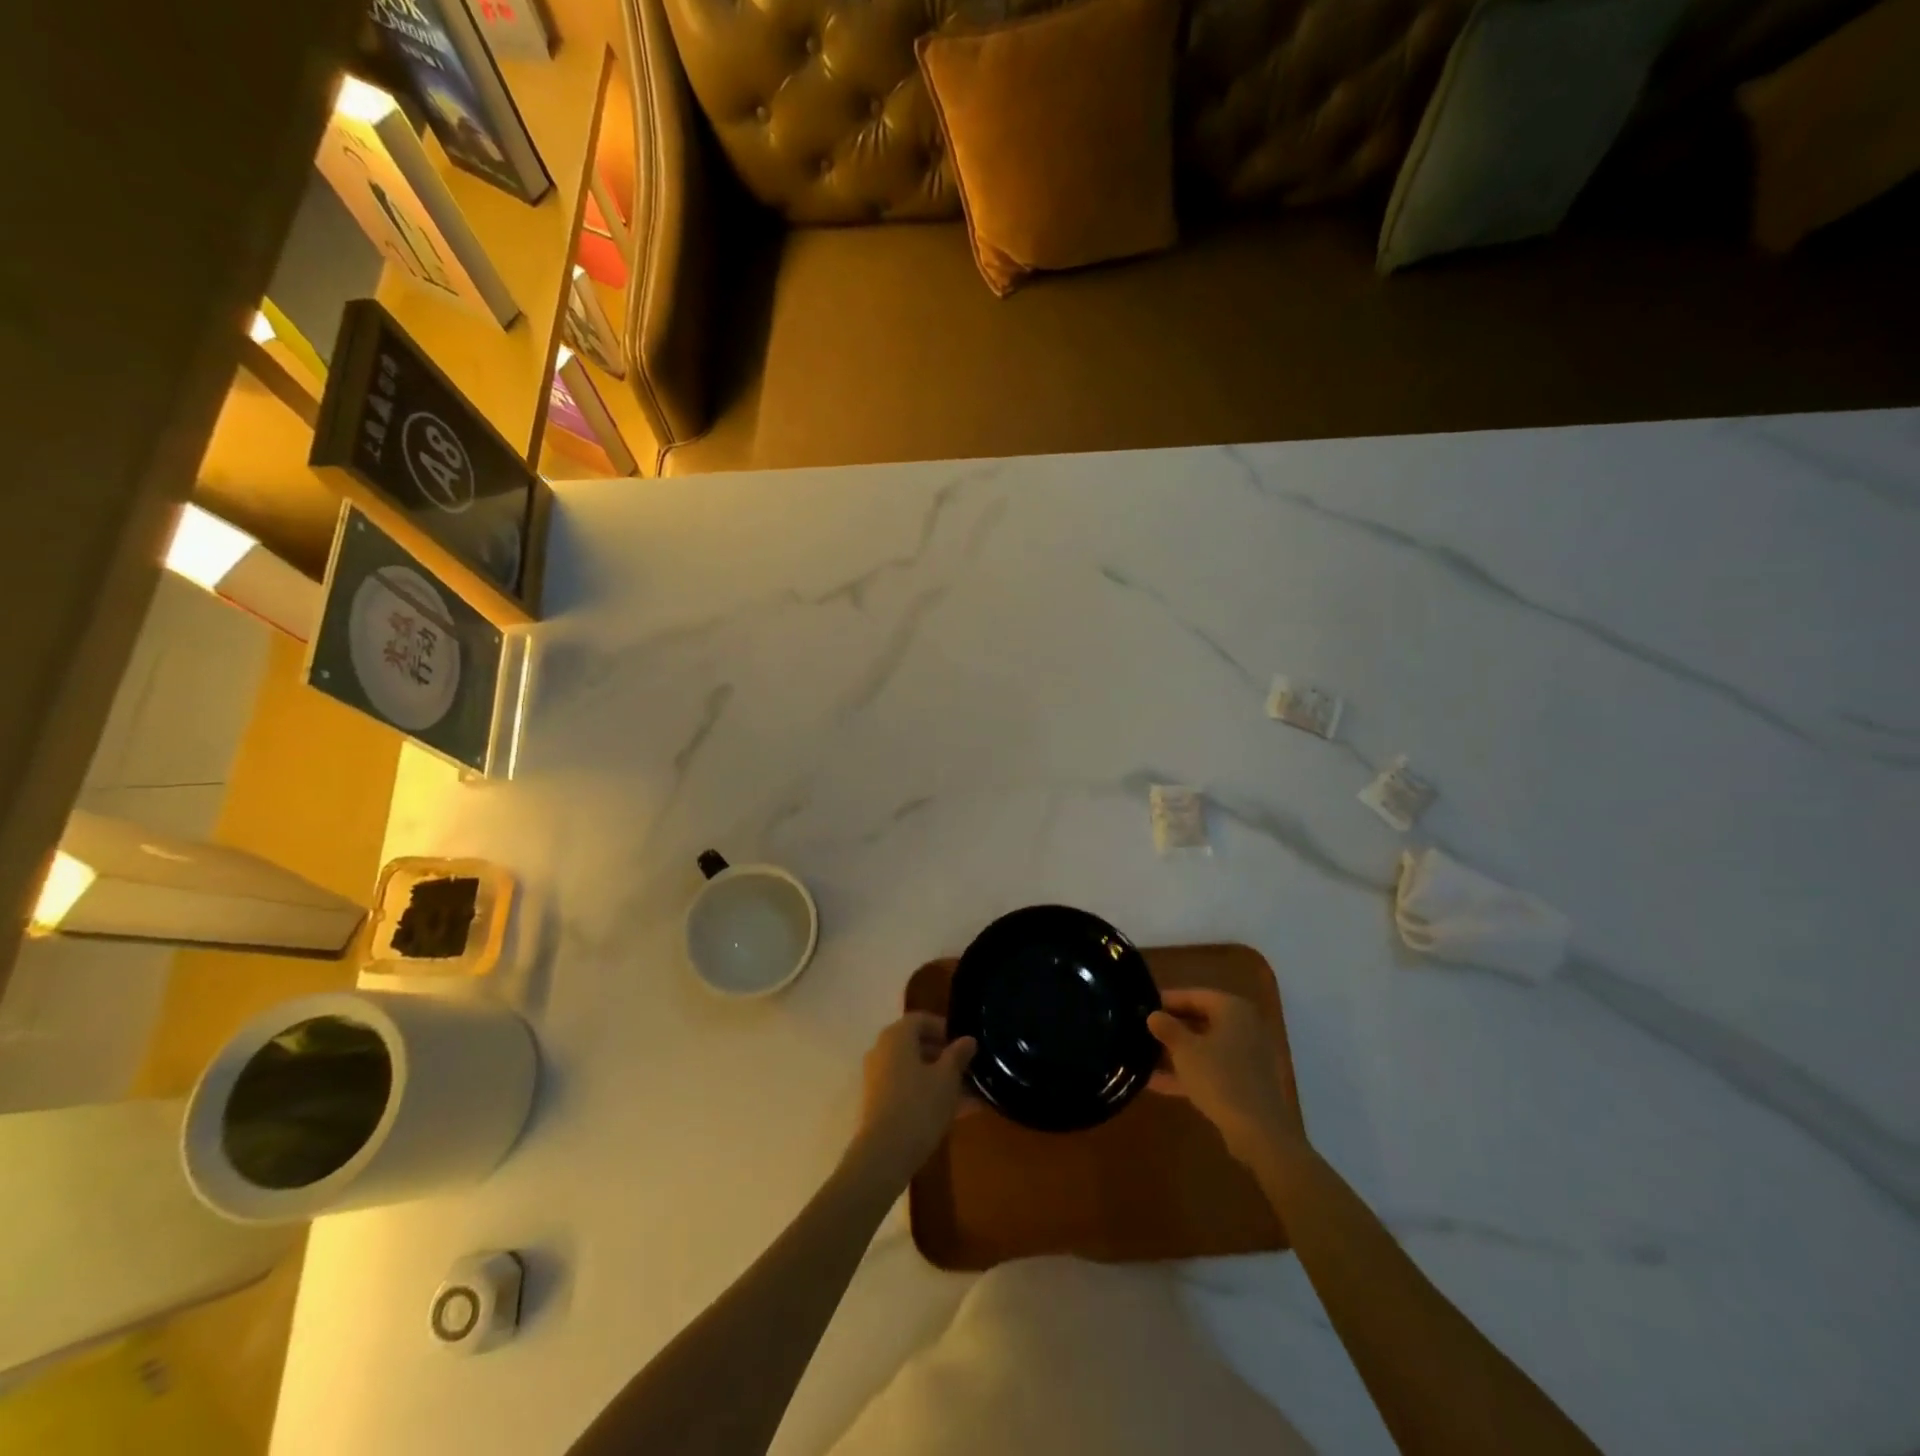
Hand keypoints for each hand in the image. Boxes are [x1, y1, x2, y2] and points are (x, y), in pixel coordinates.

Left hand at [848, 1013, 977, 1185]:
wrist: (884, 1156)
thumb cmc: (919, 1106)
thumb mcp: (947, 1078)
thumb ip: (958, 1055)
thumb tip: (968, 1039)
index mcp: (896, 1036)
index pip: (920, 1019)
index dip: (943, 1028)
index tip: (964, 1044)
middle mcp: (882, 1051)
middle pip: (916, 1045)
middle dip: (944, 1056)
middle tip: (969, 1070)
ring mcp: (878, 1079)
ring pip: (914, 1071)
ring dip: (940, 1079)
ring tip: (970, 1095)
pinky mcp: (878, 1104)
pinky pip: (908, 1090)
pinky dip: (929, 1095)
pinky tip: (956, 1113)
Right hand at [1149, 989, 1305, 1165]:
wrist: (1259, 1131)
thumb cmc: (1219, 1077)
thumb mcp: (1184, 1050)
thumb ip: (1167, 1028)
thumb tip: (1153, 1015)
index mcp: (1232, 1009)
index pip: (1194, 995)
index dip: (1167, 1000)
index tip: (1143, 1006)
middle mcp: (1244, 1027)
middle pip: (1201, 1020)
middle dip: (1172, 1028)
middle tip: (1143, 1031)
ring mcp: (1248, 1056)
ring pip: (1206, 1047)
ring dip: (1177, 1052)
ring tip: (1144, 1056)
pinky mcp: (1246, 1082)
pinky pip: (1212, 1069)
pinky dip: (1189, 1073)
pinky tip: (1157, 1083)